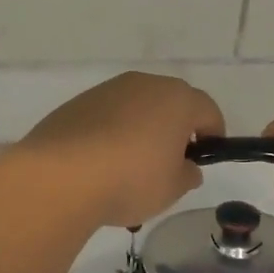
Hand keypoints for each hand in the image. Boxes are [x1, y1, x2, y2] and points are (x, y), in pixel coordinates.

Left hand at [17, 72, 224, 228]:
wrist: (61, 176)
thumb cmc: (131, 180)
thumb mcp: (172, 188)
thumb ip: (187, 174)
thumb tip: (186, 166)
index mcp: (176, 99)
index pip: (208, 110)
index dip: (213, 134)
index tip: (205, 158)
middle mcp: (143, 84)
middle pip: (170, 103)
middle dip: (174, 129)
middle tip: (168, 163)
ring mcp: (106, 90)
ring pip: (135, 108)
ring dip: (140, 130)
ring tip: (129, 168)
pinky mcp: (77, 103)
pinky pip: (106, 116)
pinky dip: (110, 133)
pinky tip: (100, 164)